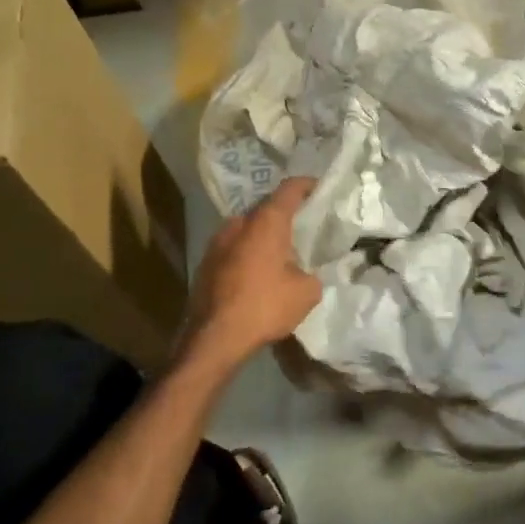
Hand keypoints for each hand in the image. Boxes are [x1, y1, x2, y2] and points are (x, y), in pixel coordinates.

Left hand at [178, 177, 321, 369]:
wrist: (214, 338)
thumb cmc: (264, 306)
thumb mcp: (306, 292)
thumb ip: (312, 273)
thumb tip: (305, 273)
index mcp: (266, 222)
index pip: (289, 189)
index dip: (306, 185)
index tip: (319, 188)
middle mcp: (239, 223)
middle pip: (265, 207)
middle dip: (284, 213)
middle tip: (303, 224)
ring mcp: (217, 242)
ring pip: (247, 228)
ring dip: (263, 235)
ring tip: (281, 251)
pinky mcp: (205, 263)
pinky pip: (234, 248)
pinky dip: (248, 252)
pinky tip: (259, 272)